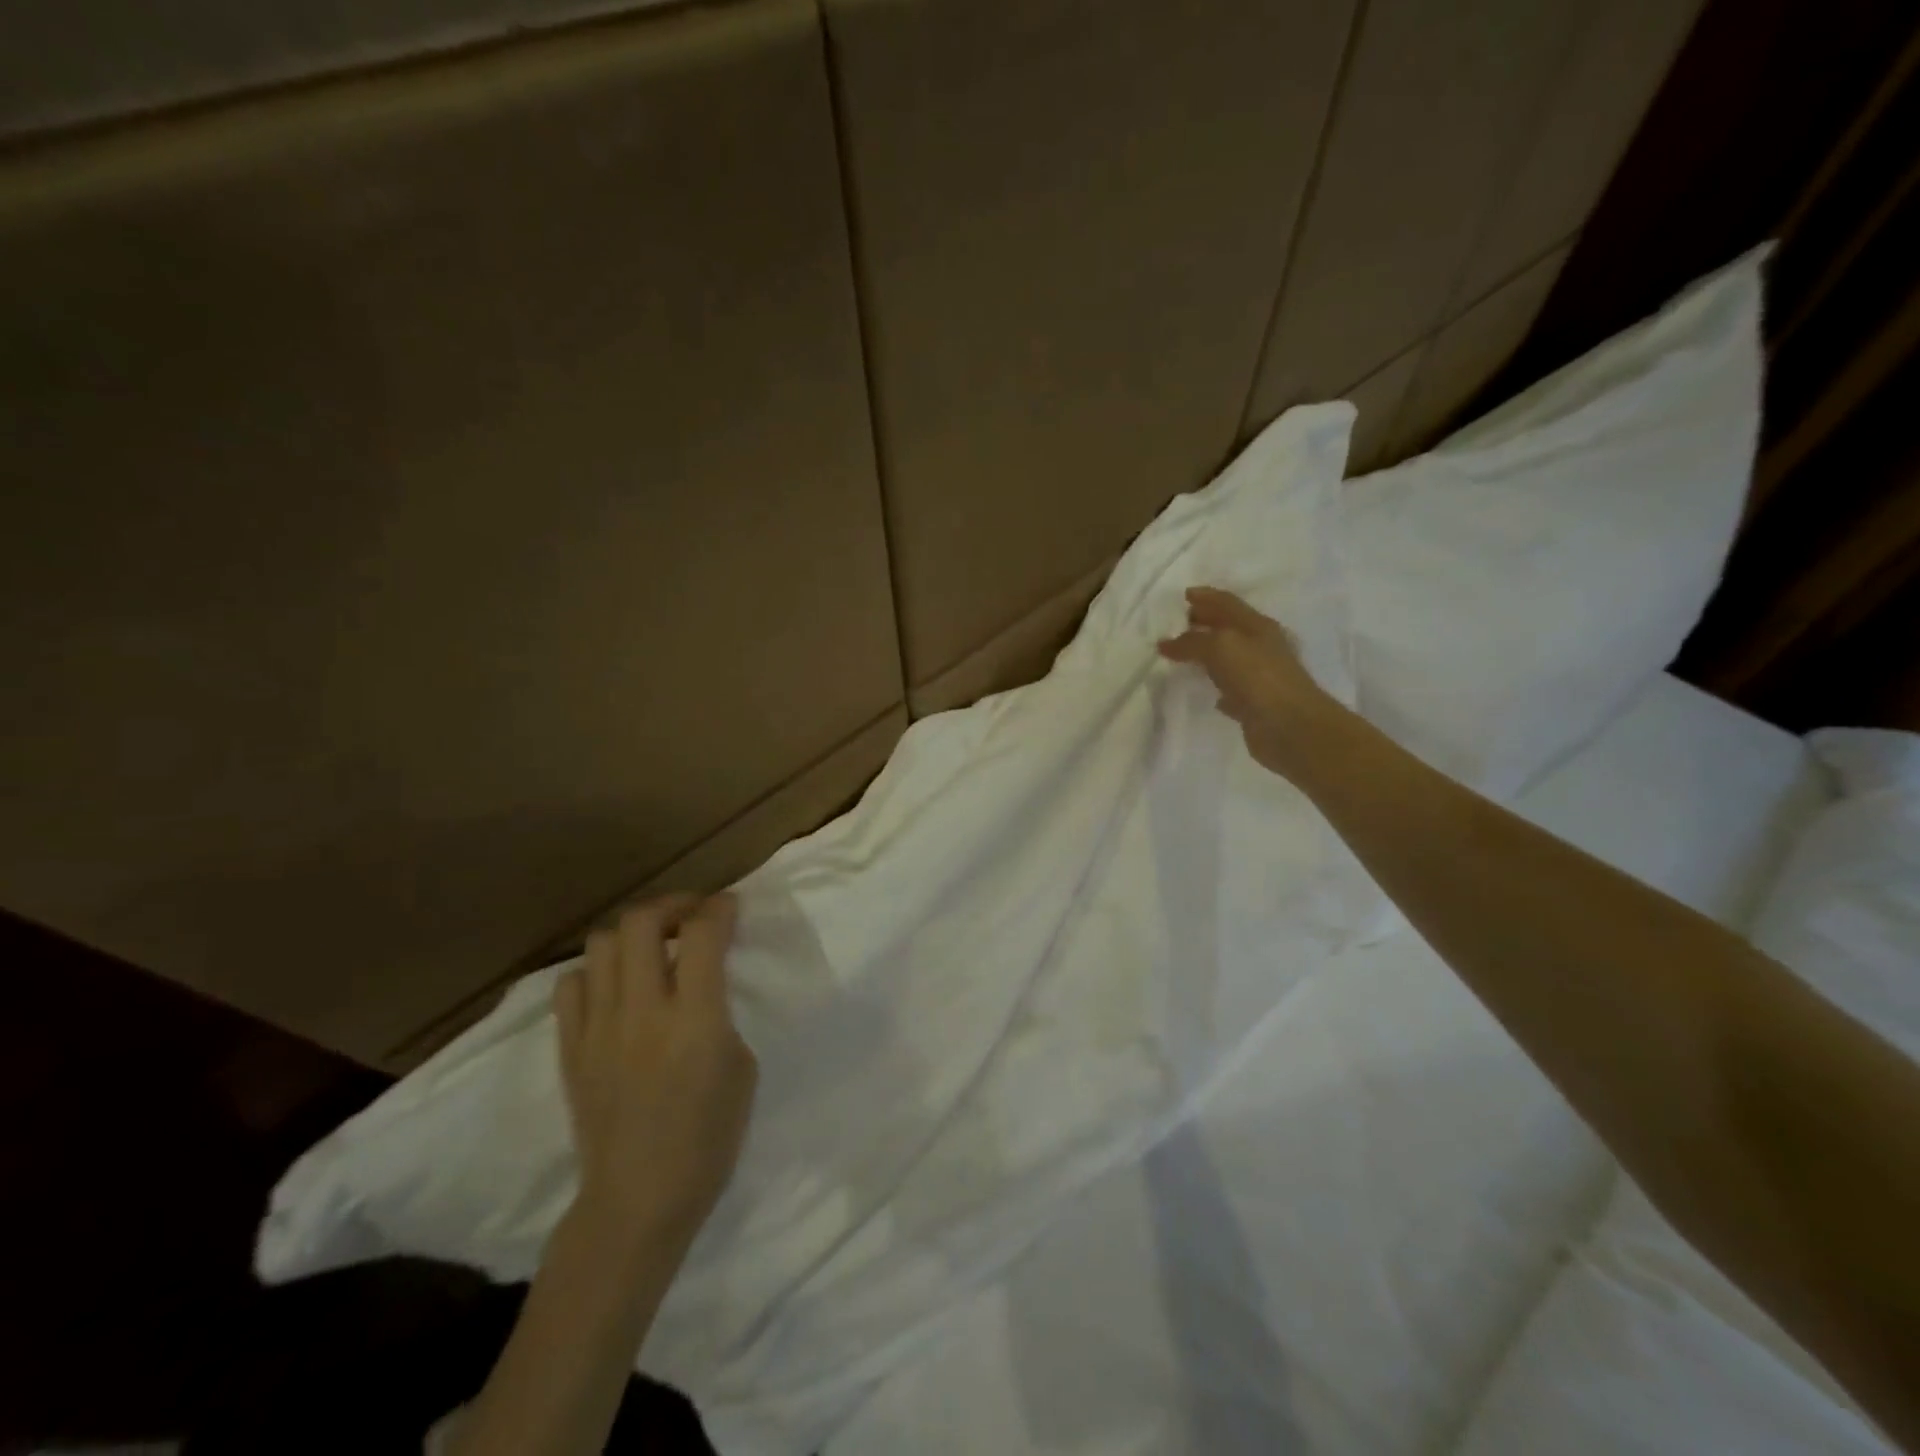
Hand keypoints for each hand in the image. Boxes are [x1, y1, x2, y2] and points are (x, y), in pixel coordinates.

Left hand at [555, 893, 756, 1250]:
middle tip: (691, 916)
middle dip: (672, 905)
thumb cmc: (707, 1140)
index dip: (720, 908)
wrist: (636, 1201)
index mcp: (695, 1019)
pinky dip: (596, 972)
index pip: (703, 933)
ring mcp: (598, 1028)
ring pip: (602, 944)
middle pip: (642, 922)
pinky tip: (616, 987)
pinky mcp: (570, 1048)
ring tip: (653, 947)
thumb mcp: (741, 1069)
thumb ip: (720, 1016)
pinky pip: (571, 985)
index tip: (729, 906)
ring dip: (633, 934)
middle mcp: (642, 1011)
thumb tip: (703, 988)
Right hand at [1157, 586, 1350, 782]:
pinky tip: (1208, 692)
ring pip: (1228, 659)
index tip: (1184, 595)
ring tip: (1184, 654)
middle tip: (1180, 622)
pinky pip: (1231, 690)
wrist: (1290, 727)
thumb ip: (1192, 642)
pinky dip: (1218, 686)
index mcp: (1257, 626)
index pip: (1227, 603)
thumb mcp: (1220, 647)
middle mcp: (1260, 647)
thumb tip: (1166, 643)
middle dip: (1205, 622)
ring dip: (1208, 654)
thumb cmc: (1257, 677)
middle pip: (1229, 628)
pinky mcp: (1254, 704)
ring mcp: (1259, 676)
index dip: (1206, 597)